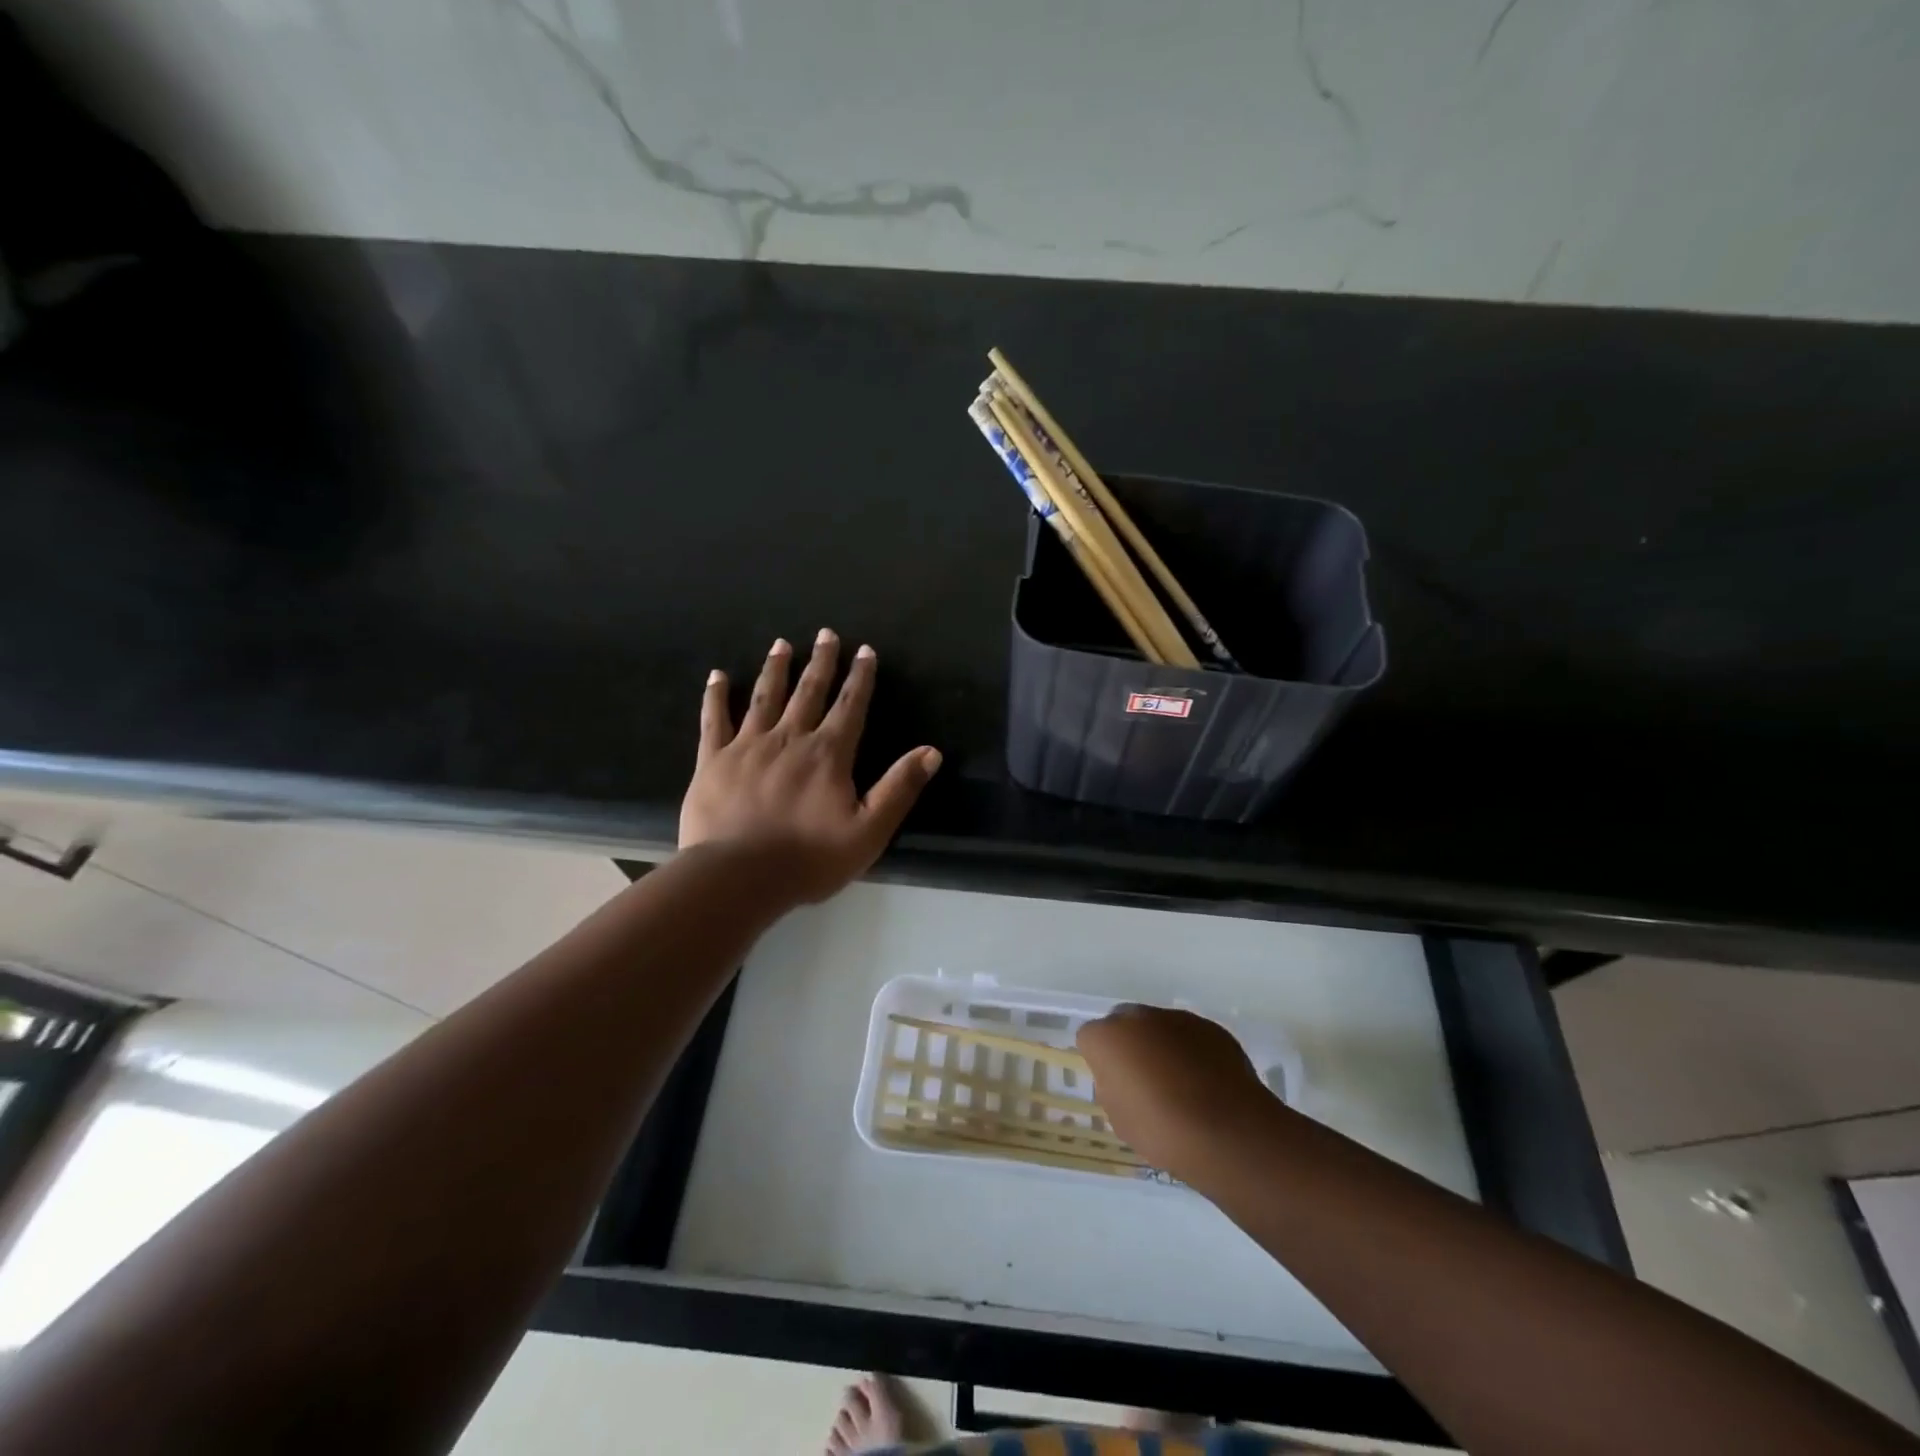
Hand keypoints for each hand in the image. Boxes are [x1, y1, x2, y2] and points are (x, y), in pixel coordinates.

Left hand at [679, 630, 941, 903]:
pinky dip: (716, 696)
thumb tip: (932, 752)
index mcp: (828, 754)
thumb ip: (899, 788)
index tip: (864, 650)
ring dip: (776, 669)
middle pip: (809, 691)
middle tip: (826, 633)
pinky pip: (714, 719)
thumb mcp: (869, 831)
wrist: (738, 877)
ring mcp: (748, 745)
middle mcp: (789, 738)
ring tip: (781, 644)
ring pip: (765, 697)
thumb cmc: (809, 858)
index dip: (860, 677)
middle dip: (821, 661)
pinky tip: (717, 676)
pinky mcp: (713, 760)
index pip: (850, 706)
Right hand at [1077, 1005, 1275, 1174]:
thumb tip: (1124, 1078)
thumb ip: (1113, 1087)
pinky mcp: (1211, 1027)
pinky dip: (1192, 1052)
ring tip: (1181, 1085)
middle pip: (1124, 1022)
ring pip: (1159, 1027)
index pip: (1090, 1038)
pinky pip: (1190, 1036)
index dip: (1100, 1062)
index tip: (1115, 1086)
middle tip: (1144, 1080)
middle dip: (1130, 1044)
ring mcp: (1177, 1018)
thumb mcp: (1119, 1119)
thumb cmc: (1162, 1132)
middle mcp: (1139, 1016)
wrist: (1227, 1132)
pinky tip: (1206, 1083)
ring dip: (1162, 1046)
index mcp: (1108, 1037)